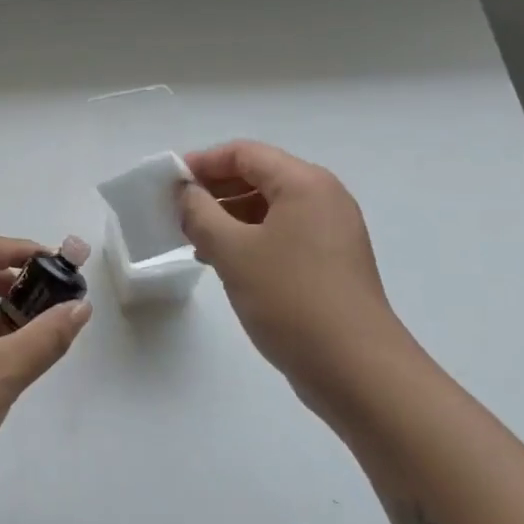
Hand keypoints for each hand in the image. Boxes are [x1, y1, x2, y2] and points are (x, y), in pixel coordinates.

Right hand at [176, 141, 407, 419]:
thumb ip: (200, 213)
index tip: (168, 183)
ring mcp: (331, 231)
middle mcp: (323, 198)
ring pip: (269, 208)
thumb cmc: (291, 299)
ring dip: (228, 217)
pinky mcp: (331, 262)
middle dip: (214, 191)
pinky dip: (249, 239)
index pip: (244, 153)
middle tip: (175, 212)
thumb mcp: (233, 251)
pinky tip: (223, 263)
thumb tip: (186, 193)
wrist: (355, 369)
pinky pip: (282, 234)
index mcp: (304, 183)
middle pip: (259, 176)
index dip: (202, 162)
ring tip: (193, 240)